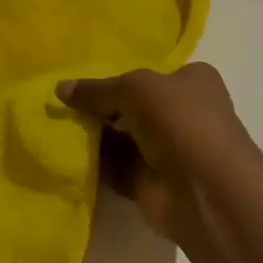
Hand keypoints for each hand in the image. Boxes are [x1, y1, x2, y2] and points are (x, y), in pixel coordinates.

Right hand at [57, 64, 251, 242]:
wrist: (204, 190)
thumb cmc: (178, 119)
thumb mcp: (133, 88)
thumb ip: (97, 90)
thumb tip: (60, 88)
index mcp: (193, 81)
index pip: (153, 73)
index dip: (122, 75)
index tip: (86, 79)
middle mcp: (185, 113)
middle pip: (136, 106)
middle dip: (104, 107)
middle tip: (65, 103)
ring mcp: (170, 151)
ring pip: (125, 138)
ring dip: (97, 136)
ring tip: (58, 125)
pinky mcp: (154, 183)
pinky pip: (118, 168)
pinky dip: (97, 164)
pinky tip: (68, 154)